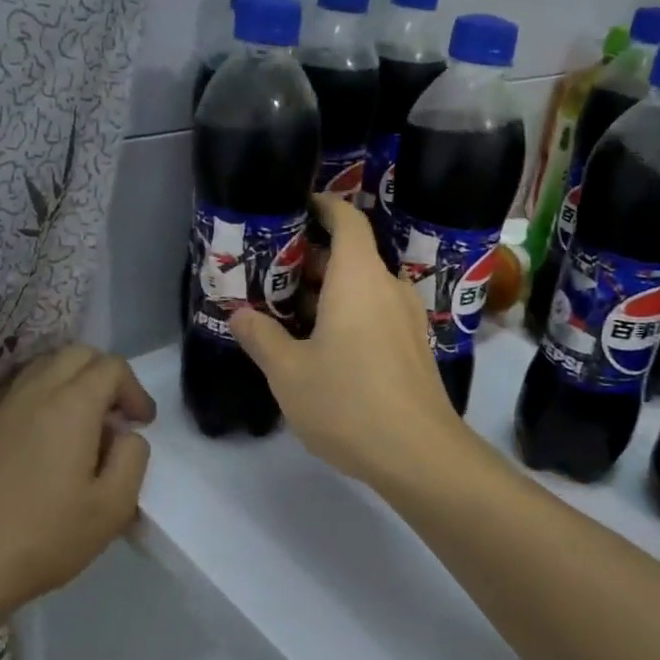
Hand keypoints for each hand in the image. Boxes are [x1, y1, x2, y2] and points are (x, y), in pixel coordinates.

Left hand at [0, 345, 155, 602]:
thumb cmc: (48, 536)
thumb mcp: (115, 505)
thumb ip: (133, 456)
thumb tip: (124, 434)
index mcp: (72, 406)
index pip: (112, 367)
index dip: (135, 390)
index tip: (141, 424)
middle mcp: (35, 391)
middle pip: (78, 354)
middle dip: (105, 376)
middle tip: (114, 417)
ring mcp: (1, 404)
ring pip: (45, 364)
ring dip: (72, 380)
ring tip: (80, 421)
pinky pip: (17, 385)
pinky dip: (40, 392)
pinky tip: (43, 430)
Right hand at [230, 195, 470, 483]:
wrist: (419, 454)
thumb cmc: (348, 402)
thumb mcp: (289, 372)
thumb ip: (262, 337)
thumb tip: (239, 315)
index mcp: (359, 277)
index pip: (347, 220)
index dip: (323, 206)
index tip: (297, 206)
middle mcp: (388, 287)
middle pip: (352, 255)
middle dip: (313, 258)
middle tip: (272, 272)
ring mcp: (407, 318)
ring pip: (364, 288)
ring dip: (330, 292)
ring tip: (290, 311)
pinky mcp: (414, 346)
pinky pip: (377, 313)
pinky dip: (350, 314)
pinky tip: (324, 344)